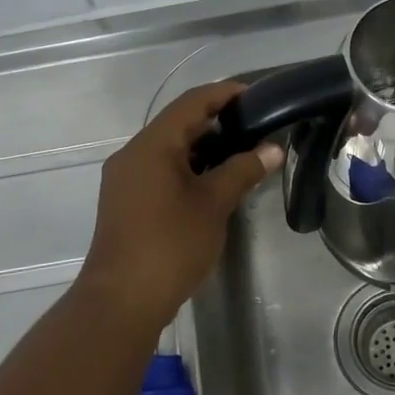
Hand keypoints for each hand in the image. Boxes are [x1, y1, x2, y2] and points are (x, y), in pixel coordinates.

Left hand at [78, 83, 280, 330]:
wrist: (122, 300)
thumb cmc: (170, 245)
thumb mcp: (213, 205)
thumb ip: (243, 171)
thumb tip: (272, 150)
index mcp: (151, 145)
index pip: (191, 103)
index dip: (224, 93)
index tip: (256, 94)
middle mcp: (132, 154)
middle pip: (177, 123)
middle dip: (216, 120)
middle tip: (255, 124)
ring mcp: (125, 179)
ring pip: (168, 149)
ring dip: (203, 146)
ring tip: (241, 151)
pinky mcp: (126, 201)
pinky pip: (160, 170)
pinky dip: (188, 167)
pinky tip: (213, 180)